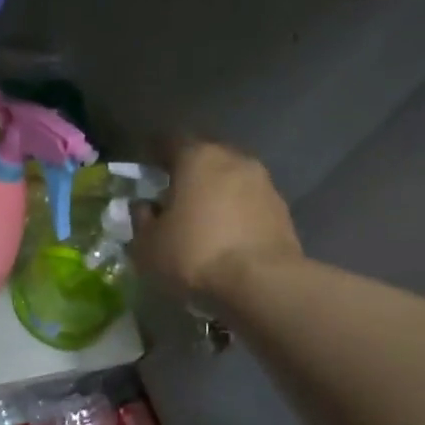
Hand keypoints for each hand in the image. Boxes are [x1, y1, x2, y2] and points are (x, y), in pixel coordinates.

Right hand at [133, 140, 302, 297]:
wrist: (262, 283)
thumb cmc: (194, 254)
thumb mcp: (147, 244)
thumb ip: (142, 219)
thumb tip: (145, 206)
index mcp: (197, 158)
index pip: (170, 141)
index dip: (154, 151)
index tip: (146, 167)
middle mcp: (234, 160)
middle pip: (205, 157)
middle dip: (188, 172)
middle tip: (172, 194)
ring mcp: (263, 183)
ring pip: (230, 179)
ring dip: (215, 193)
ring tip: (201, 218)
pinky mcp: (282, 210)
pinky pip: (249, 203)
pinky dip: (235, 212)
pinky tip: (225, 236)